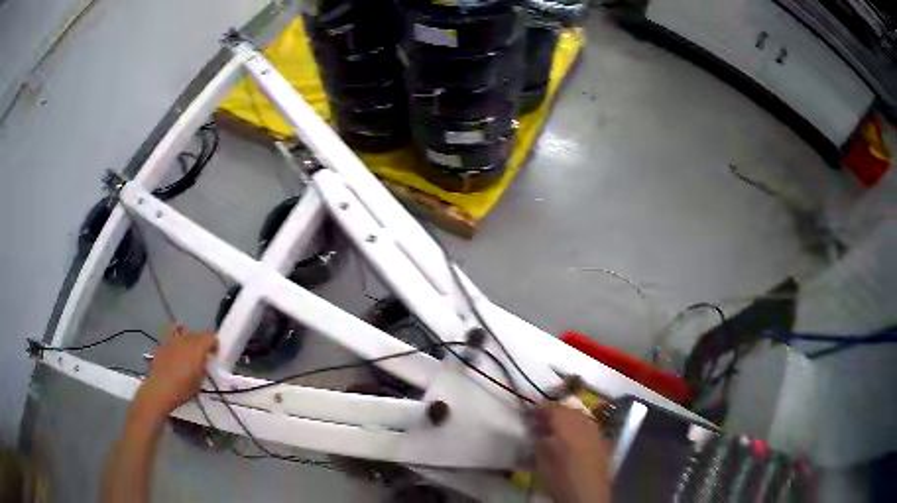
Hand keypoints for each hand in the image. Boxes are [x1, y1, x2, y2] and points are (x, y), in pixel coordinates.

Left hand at [132, 326, 217, 422]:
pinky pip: (173, 332)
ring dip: (191, 340)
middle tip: (204, 356)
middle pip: (199, 334)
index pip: (212, 337)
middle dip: (203, 343)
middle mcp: (187, 339)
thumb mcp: (200, 380)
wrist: (161, 388)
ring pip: (187, 333)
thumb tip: (206, 361)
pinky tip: (178, 337)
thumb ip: (204, 366)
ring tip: (190, 351)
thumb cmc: (184, 388)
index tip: (215, 356)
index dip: (215, 345)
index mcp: (198, 348)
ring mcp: (174, 339)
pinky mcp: (164, 342)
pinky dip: (177, 333)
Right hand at [534, 402, 611, 502]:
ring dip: (569, 422)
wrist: (587, 492)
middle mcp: (584, 421)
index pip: (551, 407)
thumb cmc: (559, 474)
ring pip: (581, 418)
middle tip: (543, 424)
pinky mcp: (604, 443)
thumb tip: (539, 428)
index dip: (540, 409)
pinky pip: (589, 429)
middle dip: (556, 414)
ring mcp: (597, 431)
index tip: (530, 416)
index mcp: (567, 421)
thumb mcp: (540, 456)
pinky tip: (573, 443)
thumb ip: (539, 438)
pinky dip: (579, 431)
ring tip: (558, 433)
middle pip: (568, 410)